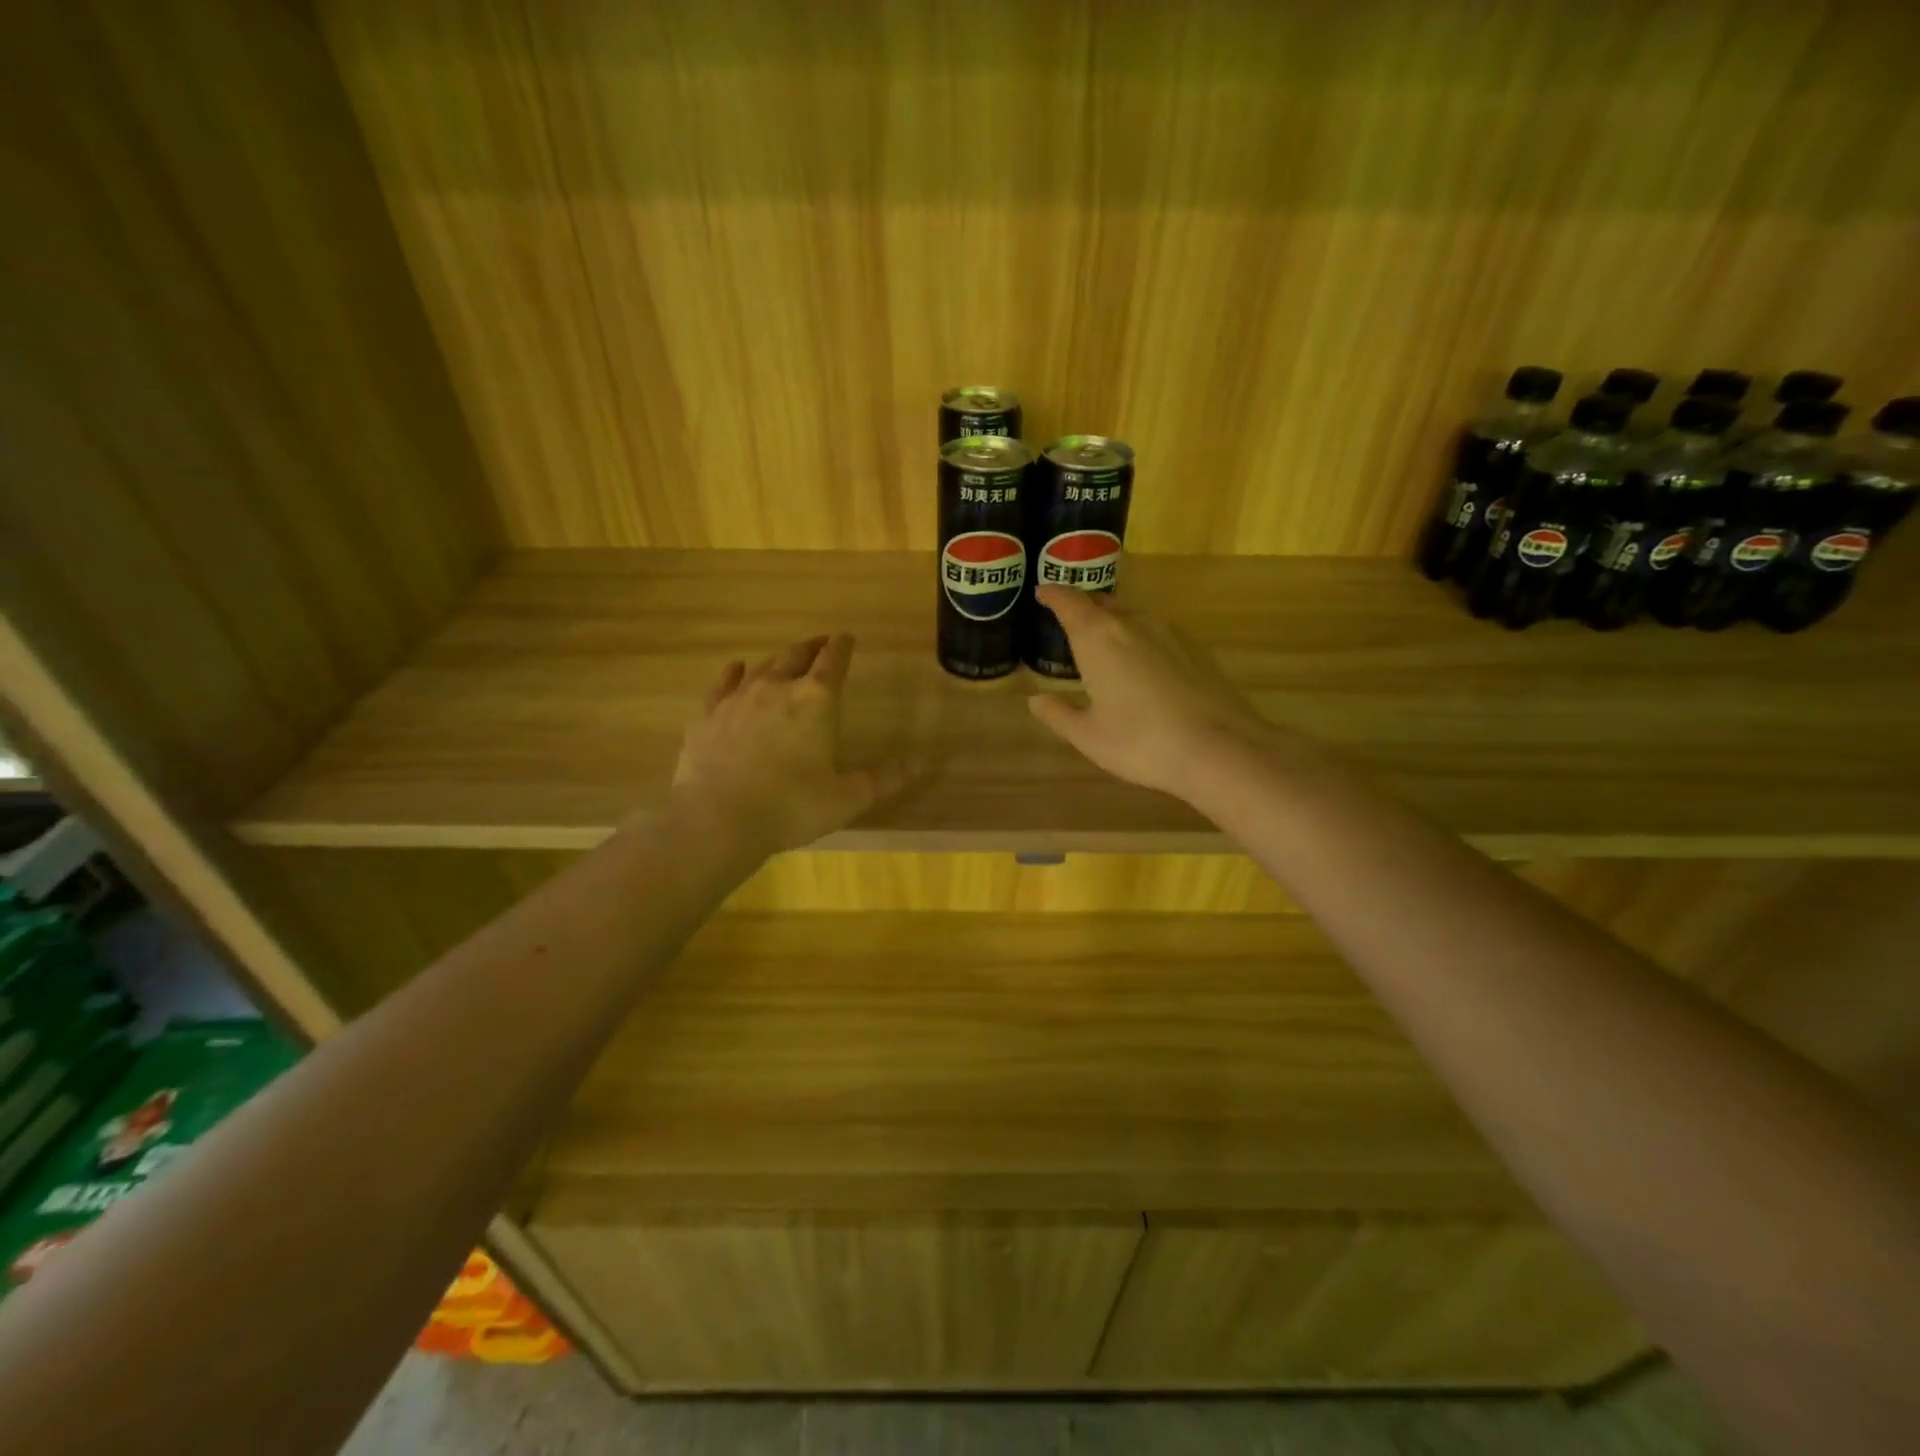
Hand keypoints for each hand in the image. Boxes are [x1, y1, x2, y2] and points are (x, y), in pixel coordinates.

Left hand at [671, 634, 908, 856]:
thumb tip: (920, 763)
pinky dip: (735, 672)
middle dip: (812, 647)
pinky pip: (724, 683)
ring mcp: (738, 699)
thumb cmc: (792, 806)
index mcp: (816, 701)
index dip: (842, 646)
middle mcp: (777, 688)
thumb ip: (884, 778)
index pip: (833, 661)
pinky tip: (737, 668)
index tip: (846, 636)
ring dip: (778, 659)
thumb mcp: (848, 797)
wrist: (718, 820)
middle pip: (796, 656)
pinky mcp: (709, 715)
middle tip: (820, 643)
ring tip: (786, 658)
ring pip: (762, 666)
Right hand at [1026, 586, 1283, 801]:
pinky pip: (1156, 633)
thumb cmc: (1140, 742)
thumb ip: (1058, 714)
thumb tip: (1036, 701)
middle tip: (1069, 621)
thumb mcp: (1088, 736)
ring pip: (1132, 615)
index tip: (1042, 592)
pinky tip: (1141, 665)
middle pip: (1102, 603)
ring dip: (1113, 622)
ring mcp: (1169, 633)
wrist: (1219, 748)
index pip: (1068, 601)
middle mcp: (1133, 623)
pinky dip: (1139, 639)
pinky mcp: (1195, 649)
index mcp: (1098, 637)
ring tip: (1103, 644)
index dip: (1053, 594)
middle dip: (1083, 607)